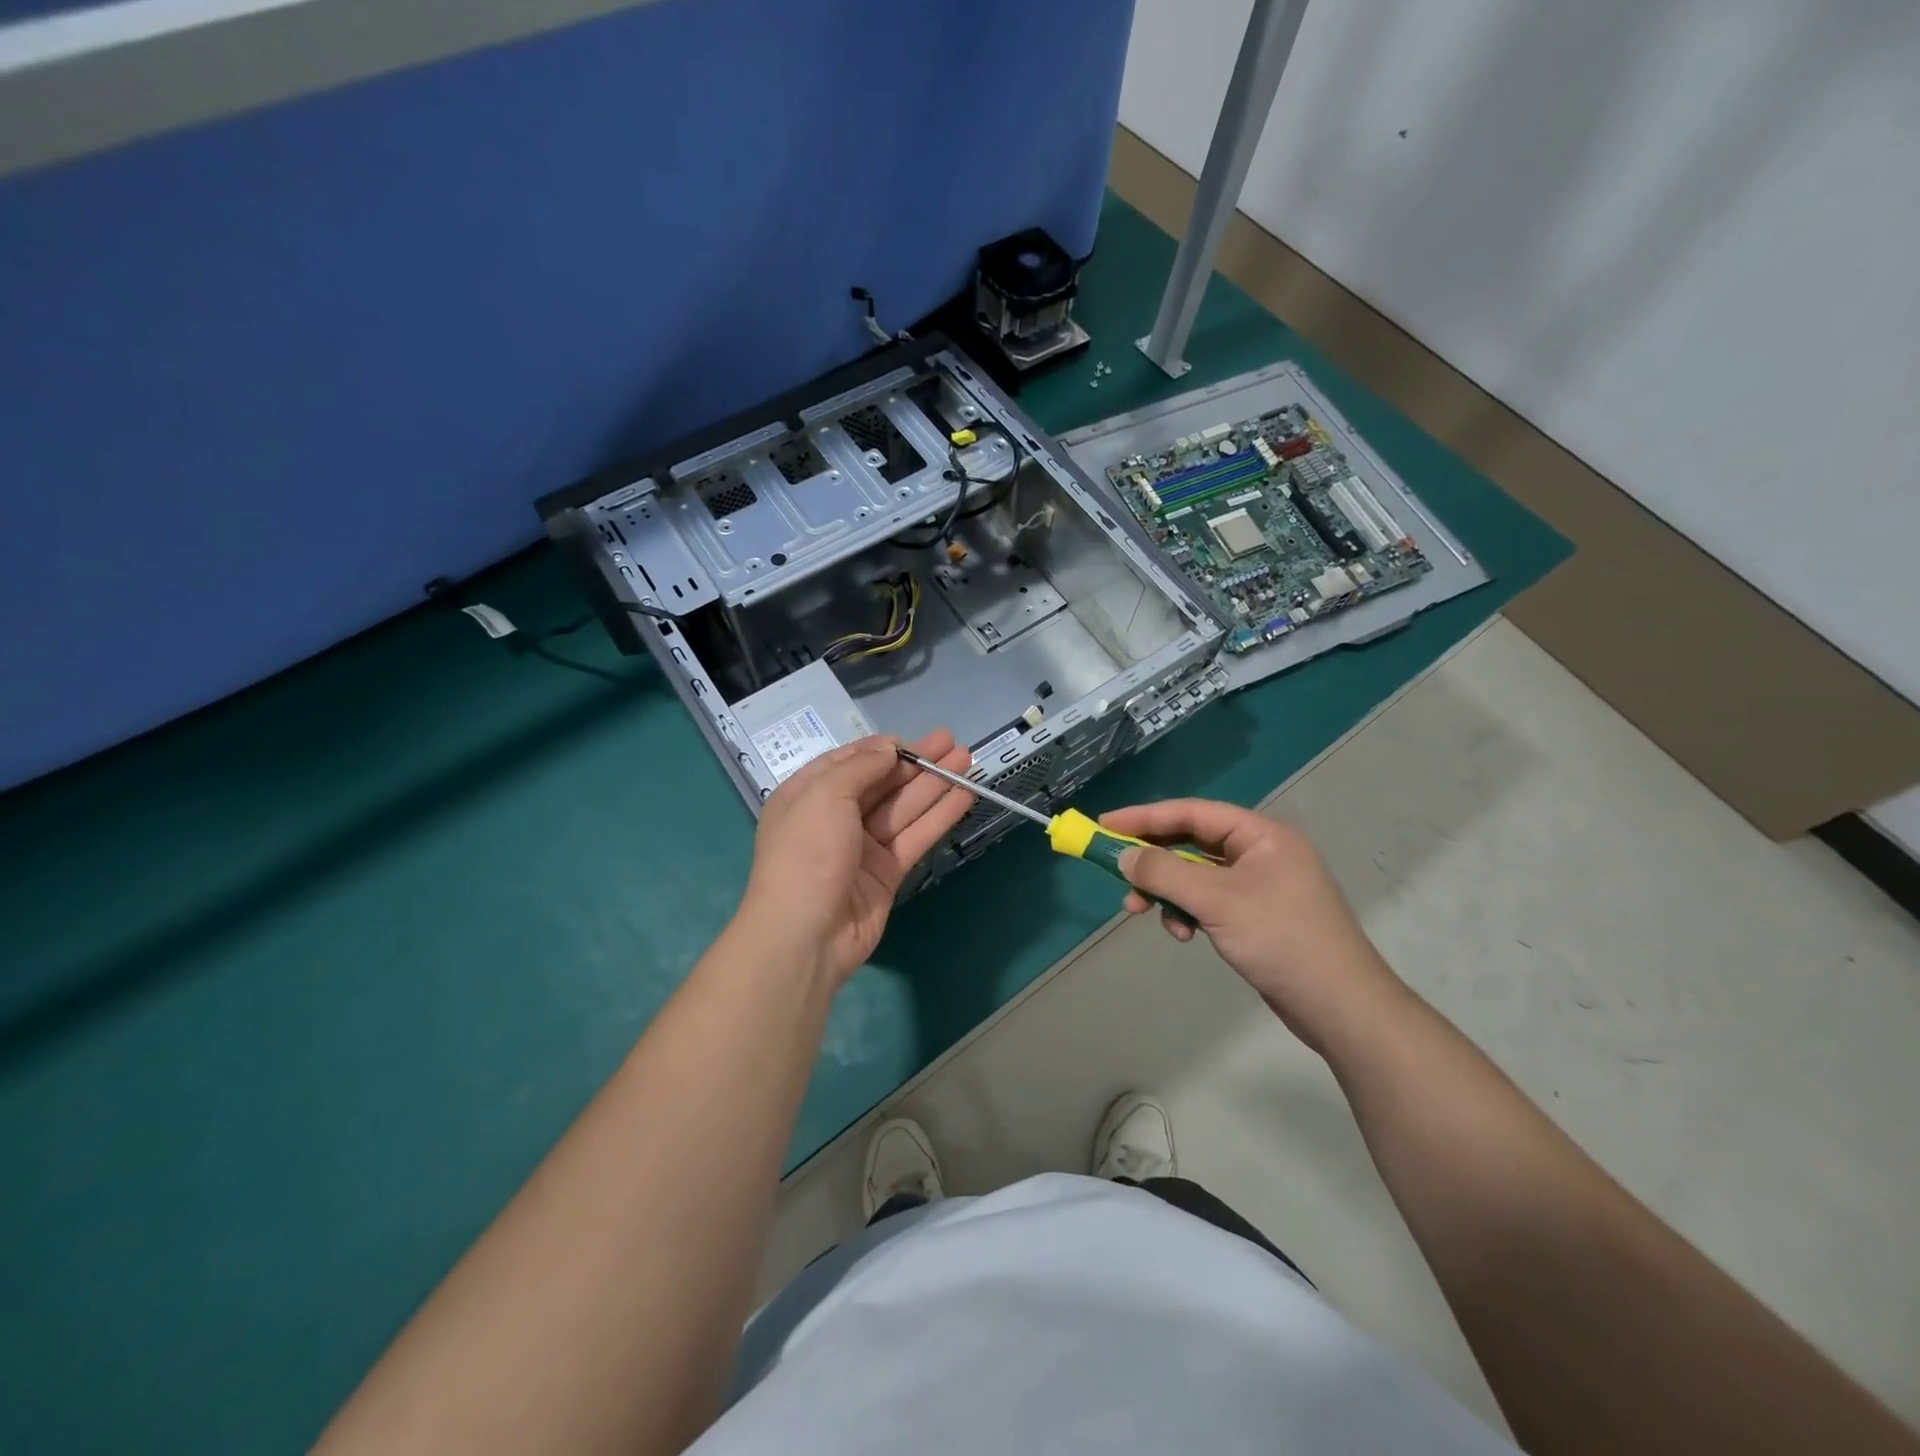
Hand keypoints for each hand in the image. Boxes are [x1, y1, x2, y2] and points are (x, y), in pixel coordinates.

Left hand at [738, 730, 973, 986]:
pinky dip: (940, 816)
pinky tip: (964, 796)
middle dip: (917, 763)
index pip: (849, 762)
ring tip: (968, 760)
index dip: (882, 749)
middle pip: (882, 783)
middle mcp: (835, 817)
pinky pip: (916, 837)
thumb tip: (889, 749)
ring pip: (904, 808)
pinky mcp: (887, 873)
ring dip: (935, 784)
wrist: (805, 934)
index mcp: (808, 795)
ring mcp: (862, 847)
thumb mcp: (825, 795)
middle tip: (953, 743)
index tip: (914, 741)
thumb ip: (861, 767)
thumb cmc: (806, 854)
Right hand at [1101, 799, 1405, 1051]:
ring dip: (1167, 892)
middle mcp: (1260, 853)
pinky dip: (1188, 913)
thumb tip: (1124, 856)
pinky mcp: (1255, 915)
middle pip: (1191, 843)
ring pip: (1195, 876)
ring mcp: (1259, 885)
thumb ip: (1165, 873)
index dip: (1145, 817)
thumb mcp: (1217, 901)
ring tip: (1142, 913)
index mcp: (1261, 835)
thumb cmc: (1282, 940)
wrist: (1340, 1007)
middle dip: (1153, 861)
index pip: (1192, 813)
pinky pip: (1208, 901)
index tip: (1105, 825)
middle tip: (1117, 873)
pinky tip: (1183, 934)